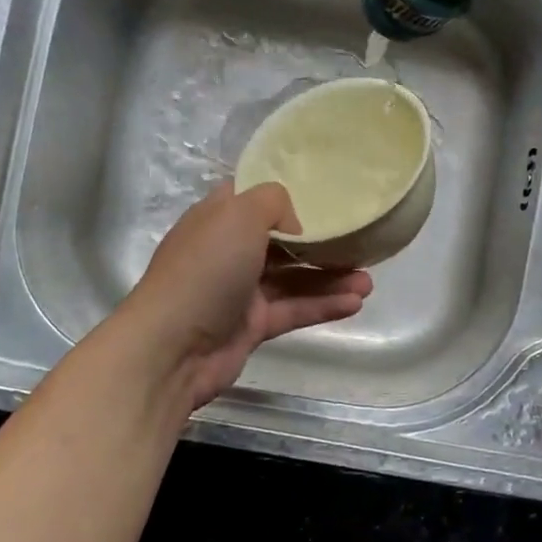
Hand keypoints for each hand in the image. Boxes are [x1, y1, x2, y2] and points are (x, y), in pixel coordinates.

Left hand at [121, 182, 371, 410]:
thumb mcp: (238, 215)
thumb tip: (294, 226)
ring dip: (330, 278)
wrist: (172, 348)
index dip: (287, 194)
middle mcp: (228, 251)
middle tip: (359, 242)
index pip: (254, 198)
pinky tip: (355, 303)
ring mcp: (240, 291)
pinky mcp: (251, 326)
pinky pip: (293, 310)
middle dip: (320, 242)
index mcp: (218, 219)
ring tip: (369, 281)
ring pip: (293, 279)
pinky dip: (322, 306)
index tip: (325, 193)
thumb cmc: (205, 270)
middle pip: (281, 241)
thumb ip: (273, 203)